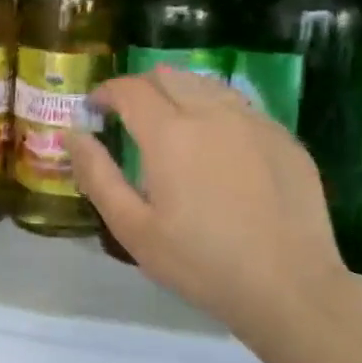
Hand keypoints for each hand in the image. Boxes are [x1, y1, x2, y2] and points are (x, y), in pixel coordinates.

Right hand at [69, 67, 348, 338]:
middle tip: (126, 118)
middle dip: (139, 88)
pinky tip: (213, 146)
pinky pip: (239, 106)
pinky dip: (214, 111)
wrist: (288, 286)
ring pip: (207, 84)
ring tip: (168, 126)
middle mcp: (213, 114)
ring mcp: (255, 122)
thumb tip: (72, 134)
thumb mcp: (132, 227)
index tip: (93, 110)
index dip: (105, 92)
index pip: (130, 89)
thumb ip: (97, 175)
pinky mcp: (284, 139)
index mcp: (170, 133)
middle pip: (168, 76)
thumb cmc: (199, 262)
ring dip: (178, 94)